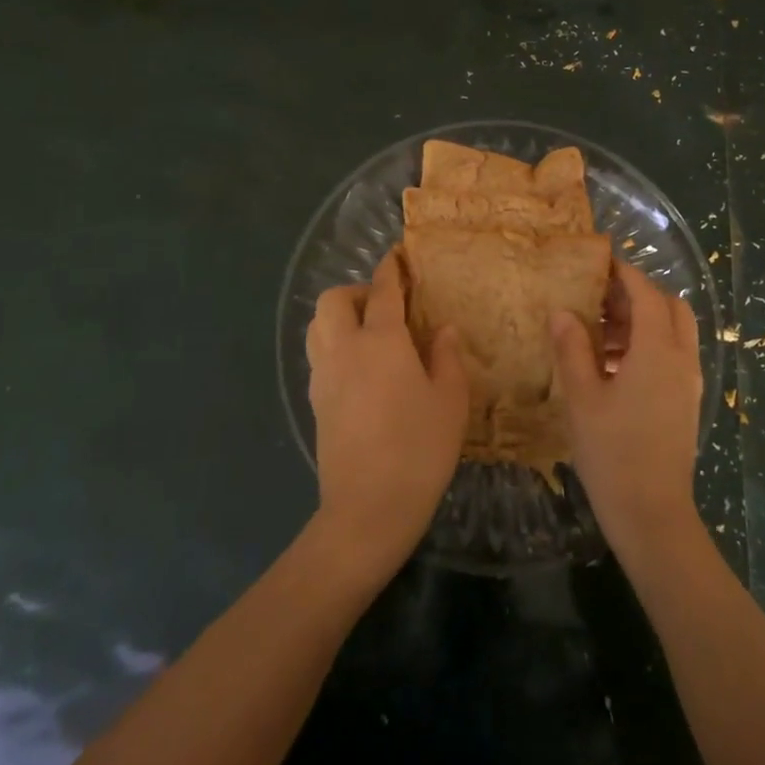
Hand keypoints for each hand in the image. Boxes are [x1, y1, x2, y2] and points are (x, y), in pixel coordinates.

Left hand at [307, 251, 468, 582]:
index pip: (382, 290)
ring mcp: (323, 376)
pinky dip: (334, 346)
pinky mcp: (314, 403)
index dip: (391, 268)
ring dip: (338, 317)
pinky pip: (318, 356)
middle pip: (333, 300)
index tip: (398, 255)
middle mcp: (345, 349)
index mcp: (381, 340)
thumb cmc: (419, 448)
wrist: (368, 509)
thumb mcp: (450, 400)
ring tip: (369, 334)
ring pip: (317, 326)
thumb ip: (447, 357)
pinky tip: (360, 370)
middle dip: (356, 292)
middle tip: (384, 307)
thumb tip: (442, 329)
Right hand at [552, 260, 702, 560]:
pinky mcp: (686, 402)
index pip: (646, 294)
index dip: (624, 274)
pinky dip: (647, 347)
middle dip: (637, 296)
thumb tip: (562, 312)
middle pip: (669, 307)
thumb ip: (572, 349)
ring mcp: (689, 383)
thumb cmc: (613, 452)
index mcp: (658, 350)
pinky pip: (672, 357)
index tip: (599, 263)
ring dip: (641, 323)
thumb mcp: (582, 397)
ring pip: (673, 333)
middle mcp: (682, 359)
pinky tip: (610, 368)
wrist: (653, 515)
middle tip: (599, 301)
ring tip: (596, 336)